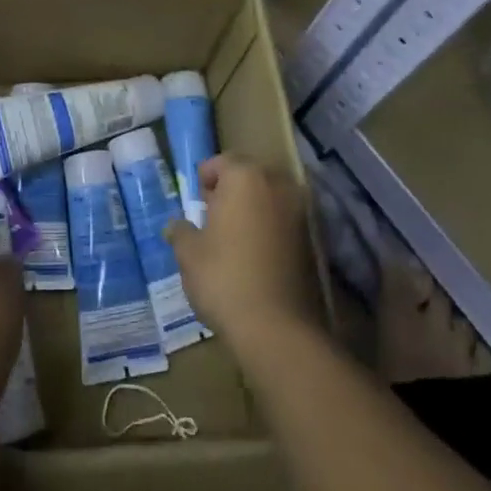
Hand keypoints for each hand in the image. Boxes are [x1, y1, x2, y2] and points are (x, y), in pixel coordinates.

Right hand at [167, 153, 317, 354]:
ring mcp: (301, 212)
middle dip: (232, 191)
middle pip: (250, 176)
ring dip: (254, 209)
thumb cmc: (224, 278)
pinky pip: (285, 222)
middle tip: (213, 216)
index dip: (206, 178)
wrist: (277, 328)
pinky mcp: (315, 240)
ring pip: (271, 198)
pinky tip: (256, 255)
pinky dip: (271, 229)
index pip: (222, 161)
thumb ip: (181, 231)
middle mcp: (277, 185)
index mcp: (245, 177)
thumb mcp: (188, 253)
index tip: (197, 200)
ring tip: (235, 237)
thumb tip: (175, 226)